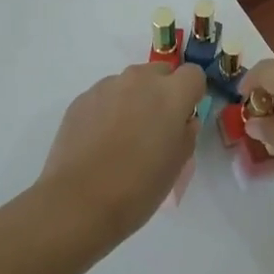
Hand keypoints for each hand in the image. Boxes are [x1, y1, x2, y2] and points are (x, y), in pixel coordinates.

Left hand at [37, 62, 202, 238]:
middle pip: (160, 73)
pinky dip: (107, 110)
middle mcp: (139, 79)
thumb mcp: (177, 165)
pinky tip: (98, 141)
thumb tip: (181, 120)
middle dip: (161, 93)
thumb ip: (185, 133)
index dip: (191, 94)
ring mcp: (107, 86)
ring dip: (133, 100)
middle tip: (153, 128)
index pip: (193, 74)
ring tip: (121, 138)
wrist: (79, 200)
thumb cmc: (138, 187)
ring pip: (130, 83)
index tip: (183, 118)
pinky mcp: (82, 97)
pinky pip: (104, 96)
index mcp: (170, 94)